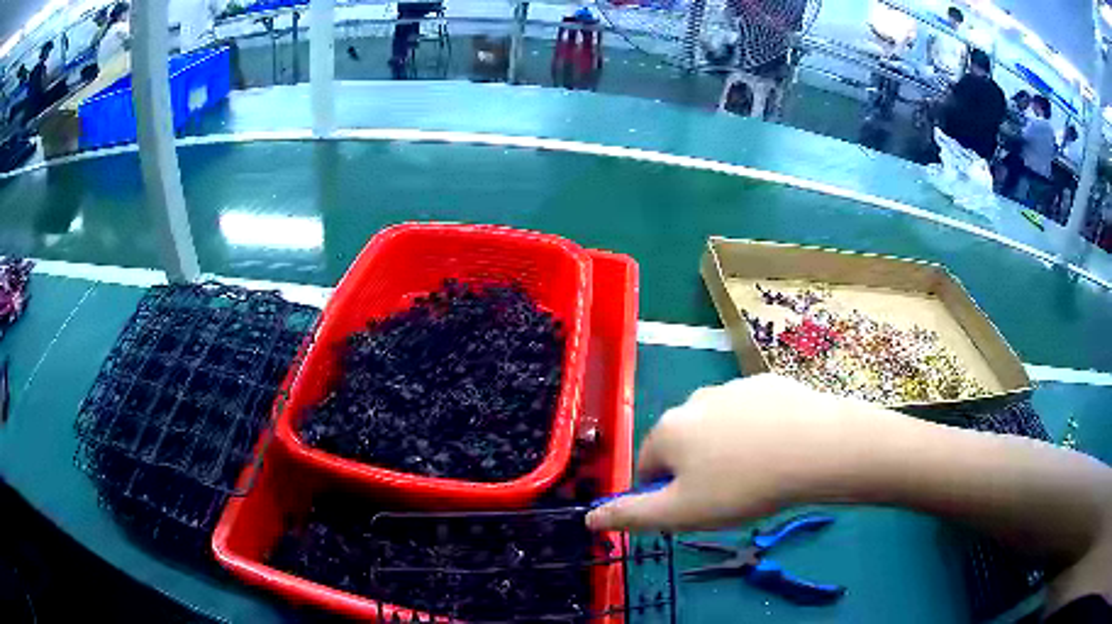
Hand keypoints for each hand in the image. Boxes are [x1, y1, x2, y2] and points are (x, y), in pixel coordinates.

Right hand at [586, 374, 885, 531]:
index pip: (648, 467)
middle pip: (684, 444)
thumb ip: (629, 516)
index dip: (668, 494)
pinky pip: (750, 413)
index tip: (697, 509)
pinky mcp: (767, 382)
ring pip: (717, 428)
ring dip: (726, 450)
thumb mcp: (680, 513)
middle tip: (728, 495)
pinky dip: (755, 431)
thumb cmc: (742, 487)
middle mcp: (693, 400)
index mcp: (668, 429)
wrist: (816, 447)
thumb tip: (587, 518)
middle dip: (697, 471)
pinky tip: (778, 448)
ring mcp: (733, 387)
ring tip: (757, 473)